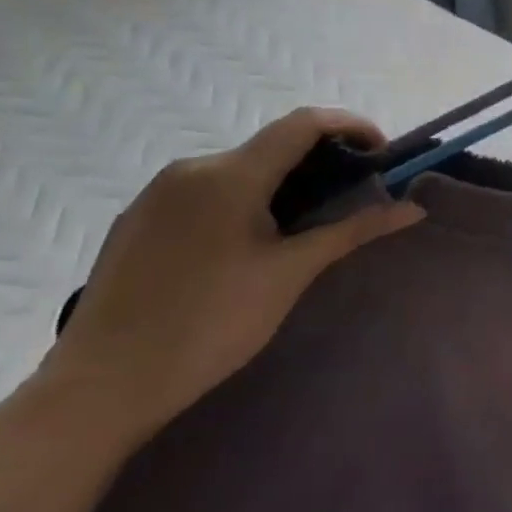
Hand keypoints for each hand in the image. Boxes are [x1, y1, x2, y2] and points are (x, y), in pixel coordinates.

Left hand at [40, 109, 423, 443]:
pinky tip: (243, 247)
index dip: (351, 126)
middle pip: (271, 145)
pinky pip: (205, 191)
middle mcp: (192, 167)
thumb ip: (352, 231)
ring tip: (298, 229)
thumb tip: (412, 209)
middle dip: (319, 162)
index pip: (304, 122)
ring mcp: (157, 192)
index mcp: (231, 174)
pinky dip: (241, 200)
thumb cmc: (209, 325)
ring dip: (279, 183)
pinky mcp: (137, 219)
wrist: (98, 388)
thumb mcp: (290, 274)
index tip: (381, 156)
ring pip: (238, 169)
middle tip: (347, 201)